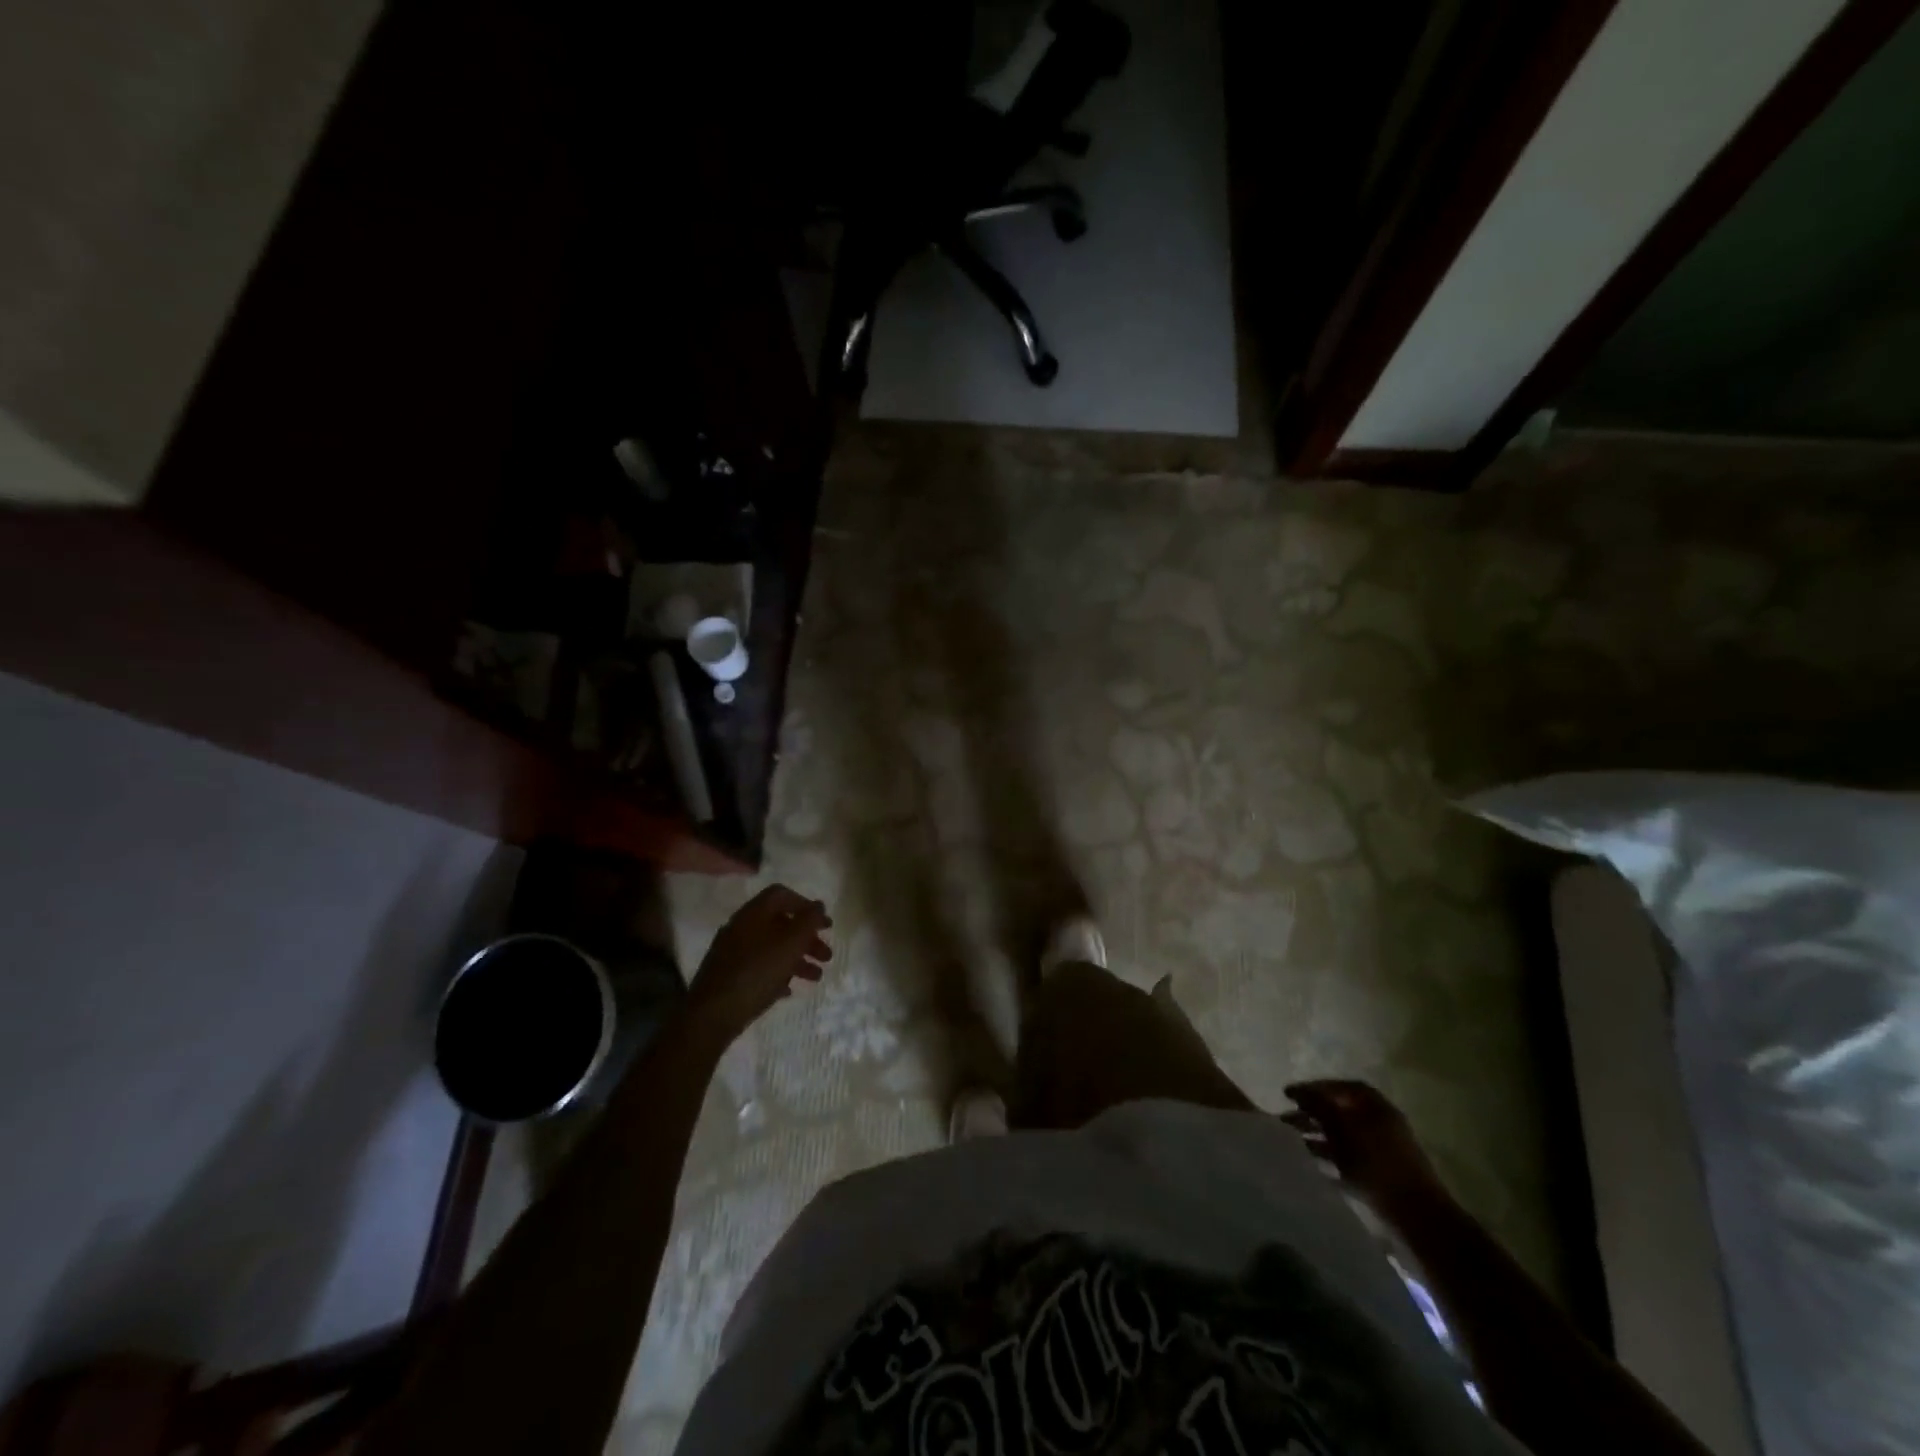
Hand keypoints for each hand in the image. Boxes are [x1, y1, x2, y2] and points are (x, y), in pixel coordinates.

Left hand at [686, 885, 832, 1042]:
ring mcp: (733, 952)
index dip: (806, 905)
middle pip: (780, 924)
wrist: (712, 1014)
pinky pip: (759, 968)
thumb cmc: (757, 971)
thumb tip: (819, 905)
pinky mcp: (729, 976)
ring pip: (772, 948)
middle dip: (807, 939)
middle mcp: (741, 927)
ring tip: (816, 978)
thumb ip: (809, 921)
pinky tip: (788, 990)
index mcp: (754, 913)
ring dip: (797, 959)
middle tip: (826, 955)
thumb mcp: (791, 943)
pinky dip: (777, 975)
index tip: (824, 925)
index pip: (782, 895)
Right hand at [1283, 1080, 1448, 1222]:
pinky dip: (1328, 1159)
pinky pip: (1347, 1160)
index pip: (1339, 1087)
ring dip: (1316, 1137)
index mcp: (1375, 1105)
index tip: (1288, 1095)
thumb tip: (1298, 1091)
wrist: (1417, 1216)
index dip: (1312, 1088)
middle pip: (1338, 1111)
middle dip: (1311, 1114)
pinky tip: (1310, 1164)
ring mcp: (1381, 1150)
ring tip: (1291, 1142)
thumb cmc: (1378, 1162)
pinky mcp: (1378, 1176)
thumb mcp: (1343, 1127)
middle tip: (1284, 1119)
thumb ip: (1318, 1105)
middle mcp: (1379, 1122)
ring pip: (1341, 1137)